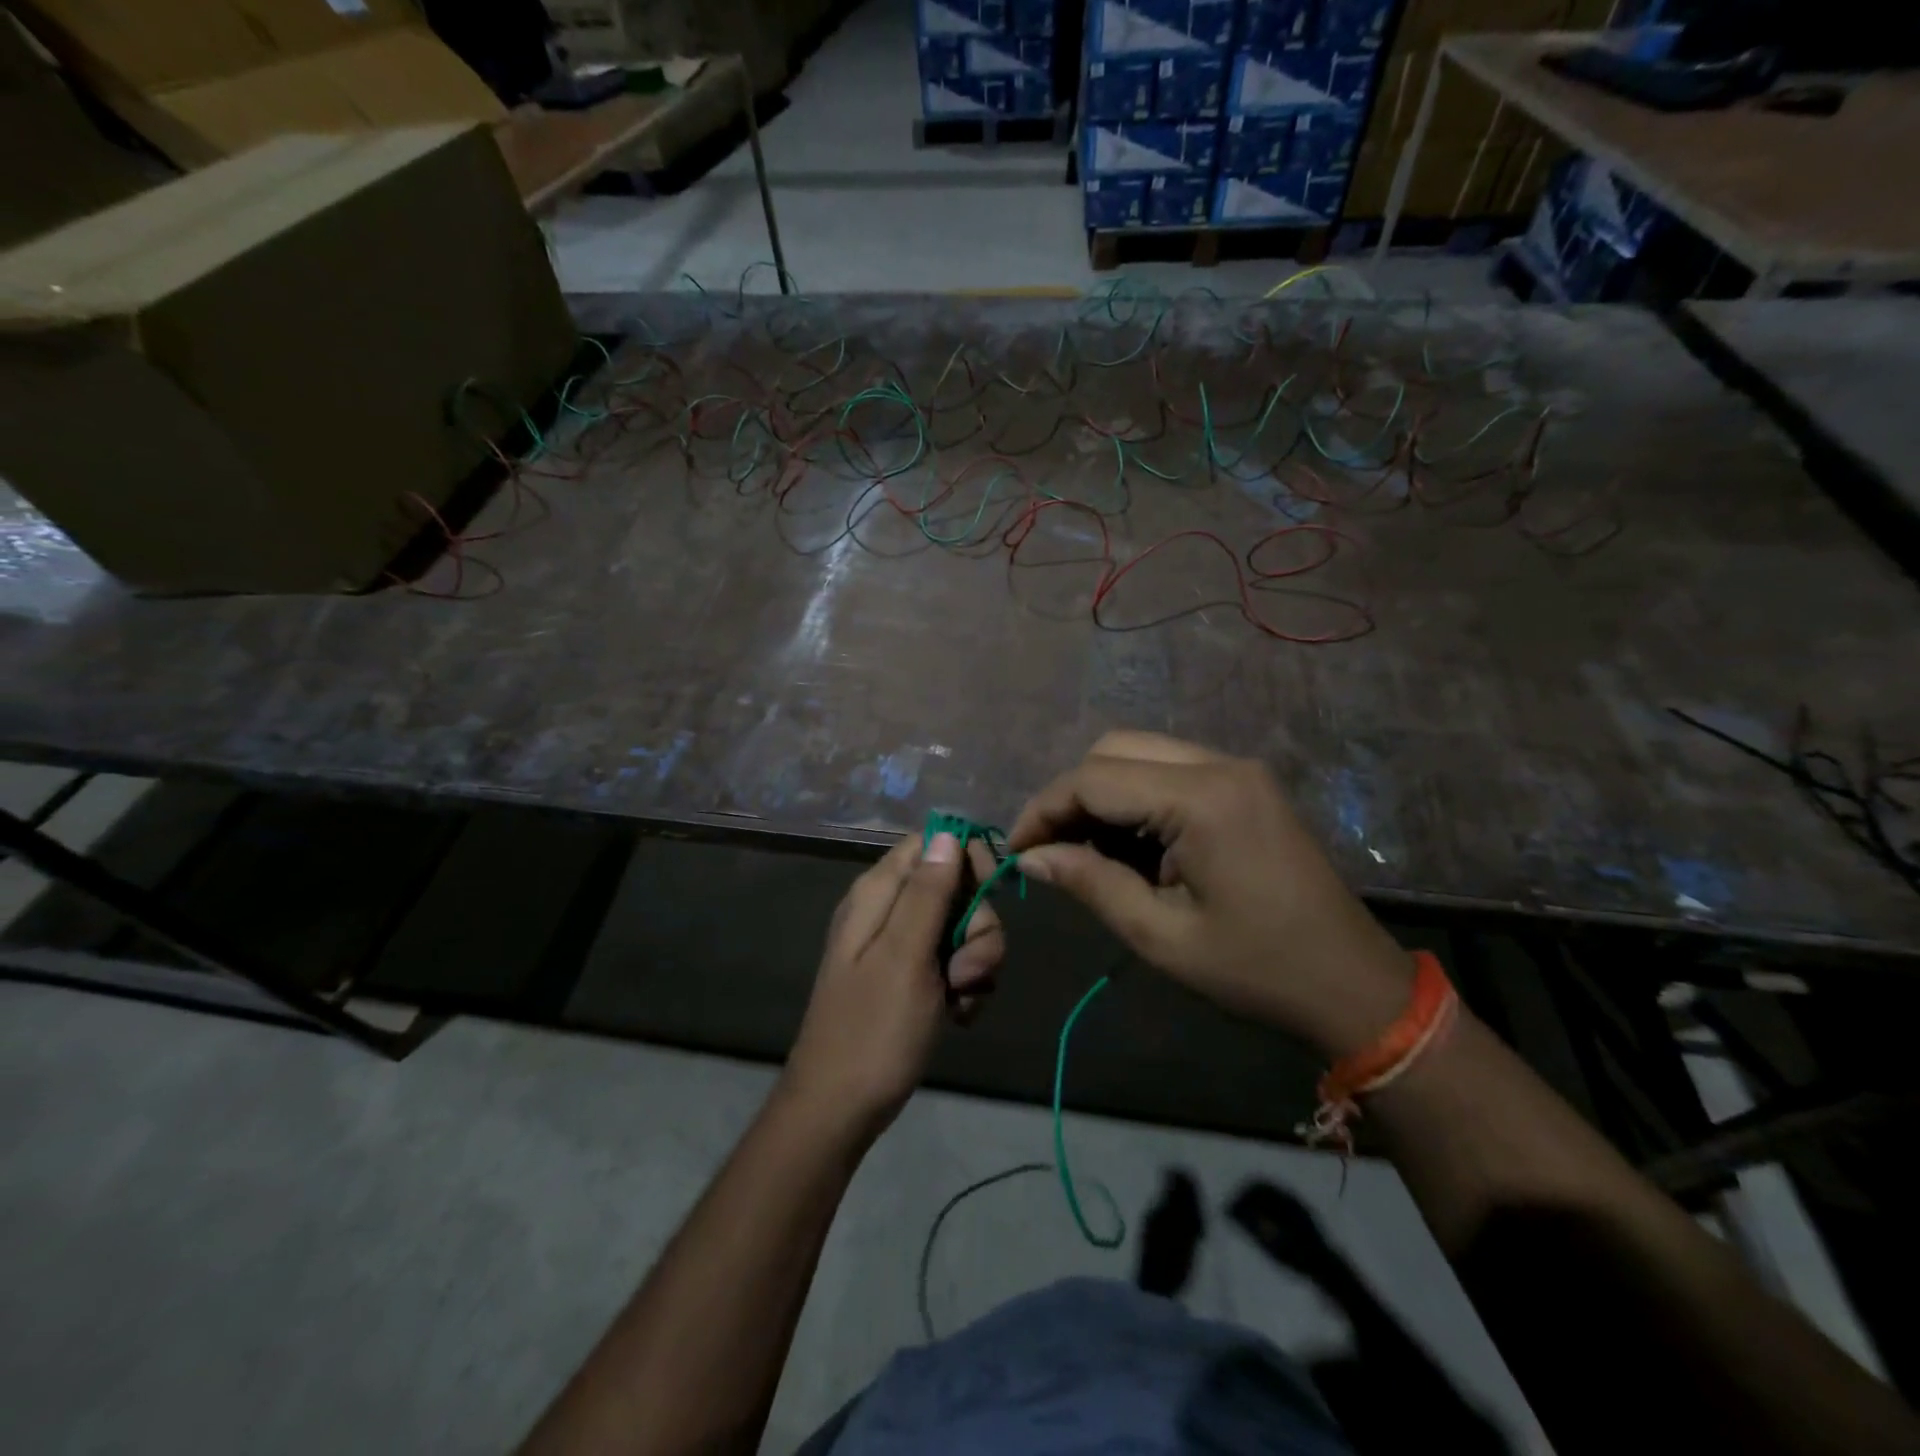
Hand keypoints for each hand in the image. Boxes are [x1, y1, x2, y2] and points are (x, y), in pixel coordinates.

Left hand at [783, 832, 1003, 1134]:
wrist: (840, 1108)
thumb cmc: (872, 1029)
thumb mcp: (905, 956)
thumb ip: (927, 892)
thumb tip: (947, 832)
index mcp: (879, 893)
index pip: (932, 843)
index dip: (966, 860)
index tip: (988, 893)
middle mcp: (890, 911)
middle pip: (956, 888)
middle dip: (977, 927)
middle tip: (965, 970)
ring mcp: (902, 947)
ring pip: (962, 929)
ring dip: (976, 964)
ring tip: (960, 1000)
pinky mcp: (913, 979)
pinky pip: (955, 964)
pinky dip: (965, 987)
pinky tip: (958, 1016)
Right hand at [1007, 731, 1409, 1057]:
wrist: (1354, 984)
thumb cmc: (1256, 970)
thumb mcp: (1161, 935)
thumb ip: (1090, 883)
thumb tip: (1030, 857)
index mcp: (1202, 799)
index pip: (1094, 779)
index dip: (1044, 810)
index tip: (1016, 851)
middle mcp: (1219, 764)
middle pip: (1113, 749)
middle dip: (1070, 796)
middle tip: (1051, 850)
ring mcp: (1238, 769)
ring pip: (1139, 753)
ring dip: (1102, 794)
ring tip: (1088, 853)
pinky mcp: (1245, 784)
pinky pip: (1170, 770)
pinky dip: (1136, 797)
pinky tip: (1132, 846)